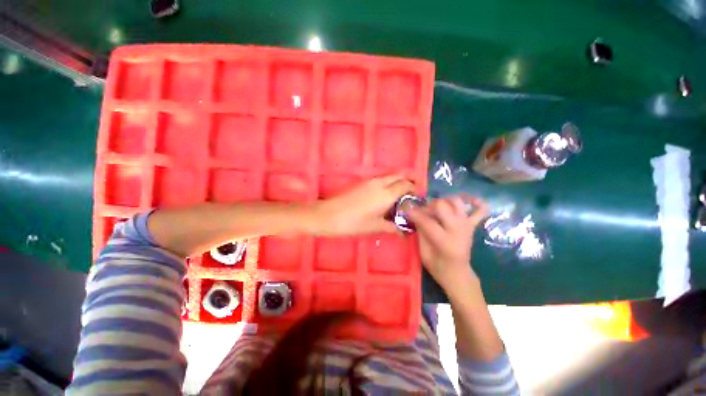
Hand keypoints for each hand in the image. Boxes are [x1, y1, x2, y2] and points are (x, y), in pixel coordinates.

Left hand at [311, 174, 413, 235]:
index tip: (417, 199)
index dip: (414, 190)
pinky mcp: (362, 183)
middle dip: (408, 182)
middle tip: (410, 195)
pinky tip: (384, 198)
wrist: (329, 215)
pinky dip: (387, 184)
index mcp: (387, 193)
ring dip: (396, 182)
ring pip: (389, 176)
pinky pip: (380, 180)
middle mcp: (380, 183)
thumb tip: (404, 232)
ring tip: (398, 198)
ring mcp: (369, 181)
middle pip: (399, 175)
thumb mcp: (375, 227)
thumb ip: (392, 227)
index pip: (406, 185)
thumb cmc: (354, 223)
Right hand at [407, 195, 488, 295]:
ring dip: (445, 200)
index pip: (427, 221)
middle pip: (442, 205)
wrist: (458, 274)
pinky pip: (480, 210)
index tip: (406, 211)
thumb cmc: (438, 266)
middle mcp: (458, 230)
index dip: (414, 214)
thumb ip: (420, 232)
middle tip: (422, 212)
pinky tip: (469, 200)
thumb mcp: (423, 252)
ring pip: (457, 202)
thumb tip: (416, 216)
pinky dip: (476, 202)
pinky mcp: (472, 226)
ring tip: (437, 207)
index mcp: (445, 241)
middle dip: (428, 205)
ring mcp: (466, 226)